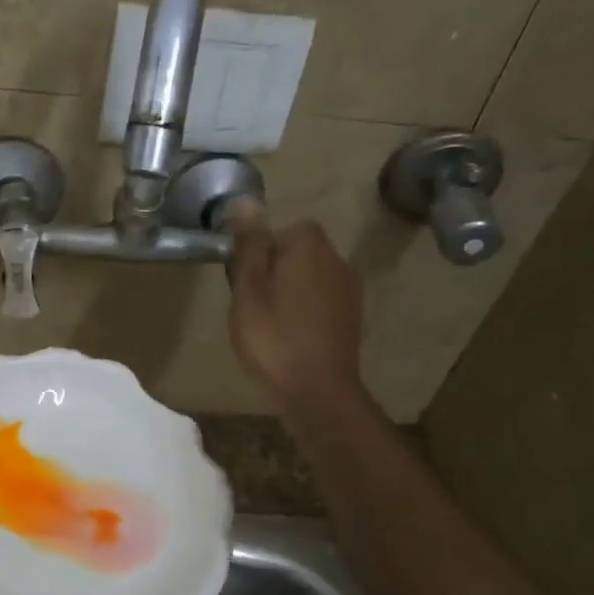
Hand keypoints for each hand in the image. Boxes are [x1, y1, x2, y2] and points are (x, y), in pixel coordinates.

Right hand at [226, 201, 364, 416]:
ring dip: (289, 291)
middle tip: (250, 305)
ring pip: (309, 276)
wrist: (317, 392)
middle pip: (295, 252)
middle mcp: (336, 257)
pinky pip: (321, 300)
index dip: (256, 253)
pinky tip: (290, 336)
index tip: (241, 282)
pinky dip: (304, 311)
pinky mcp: (352, 315)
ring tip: (268, 323)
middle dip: (273, 270)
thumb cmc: (273, 339)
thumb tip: (245, 202)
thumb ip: (249, 245)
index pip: (278, 230)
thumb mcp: (248, 290)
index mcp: (308, 245)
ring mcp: (349, 288)